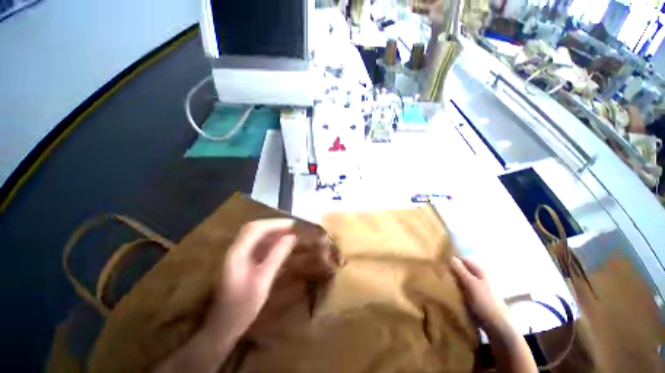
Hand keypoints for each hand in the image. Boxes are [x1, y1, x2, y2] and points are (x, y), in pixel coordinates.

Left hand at [207, 219, 296, 336]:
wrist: (222, 326)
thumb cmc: (242, 308)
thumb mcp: (263, 282)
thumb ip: (277, 257)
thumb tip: (291, 237)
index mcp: (237, 253)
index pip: (256, 228)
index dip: (275, 223)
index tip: (293, 224)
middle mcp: (235, 249)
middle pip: (255, 228)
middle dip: (275, 225)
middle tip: (293, 227)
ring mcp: (237, 254)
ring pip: (256, 234)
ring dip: (273, 231)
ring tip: (290, 233)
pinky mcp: (241, 260)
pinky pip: (257, 243)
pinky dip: (270, 240)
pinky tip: (280, 244)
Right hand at [450, 256, 508, 332]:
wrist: (497, 325)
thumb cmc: (485, 302)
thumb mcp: (471, 284)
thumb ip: (461, 271)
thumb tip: (451, 258)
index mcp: (481, 272)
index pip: (465, 260)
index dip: (455, 260)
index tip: (443, 263)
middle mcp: (481, 277)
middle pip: (465, 269)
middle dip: (454, 270)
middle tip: (442, 273)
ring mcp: (481, 288)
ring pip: (465, 279)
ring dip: (456, 280)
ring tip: (445, 282)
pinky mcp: (479, 298)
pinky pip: (466, 289)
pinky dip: (460, 288)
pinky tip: (453, 292)